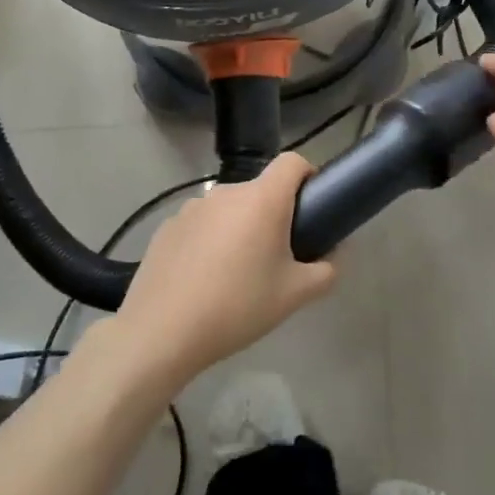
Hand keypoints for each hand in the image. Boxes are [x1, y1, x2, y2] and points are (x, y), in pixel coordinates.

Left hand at [112, 153, 336, 388]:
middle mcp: (226, 192)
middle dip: (274, 214)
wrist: (160, 333)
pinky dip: (210, 240)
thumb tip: (333, 256)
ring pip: (229, 208)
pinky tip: (203, 279)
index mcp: (262, 200)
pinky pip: (201, 224)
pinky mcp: (167, 227)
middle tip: (278, 256)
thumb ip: (326, 271)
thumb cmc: (237, 307)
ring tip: (236, 273)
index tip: (311, 207)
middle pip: (260, 189)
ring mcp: (191, 207)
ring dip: (240, 227)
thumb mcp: (295, 296)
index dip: (308, 175)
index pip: (293, 161)